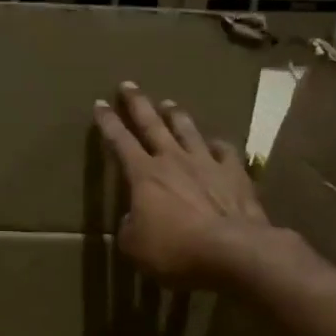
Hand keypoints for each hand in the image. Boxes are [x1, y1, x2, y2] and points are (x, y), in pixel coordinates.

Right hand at [93, 82, 282, 287]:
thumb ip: (129, 229)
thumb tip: (133, 220)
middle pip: (152, 125)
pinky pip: (225, 152)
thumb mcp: (135, 247)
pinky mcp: (235, 175)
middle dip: (138, 104)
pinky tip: (215, 143)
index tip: (100, 104)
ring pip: (188, 131)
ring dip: (176, 116)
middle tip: (129, 85)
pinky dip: (217, 145)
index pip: (120, 142)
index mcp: (144, 175)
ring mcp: (207, 164)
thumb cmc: (176, 249)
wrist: (235, 251)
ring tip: (169, 103)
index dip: (108, 123)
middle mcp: (173, 160)